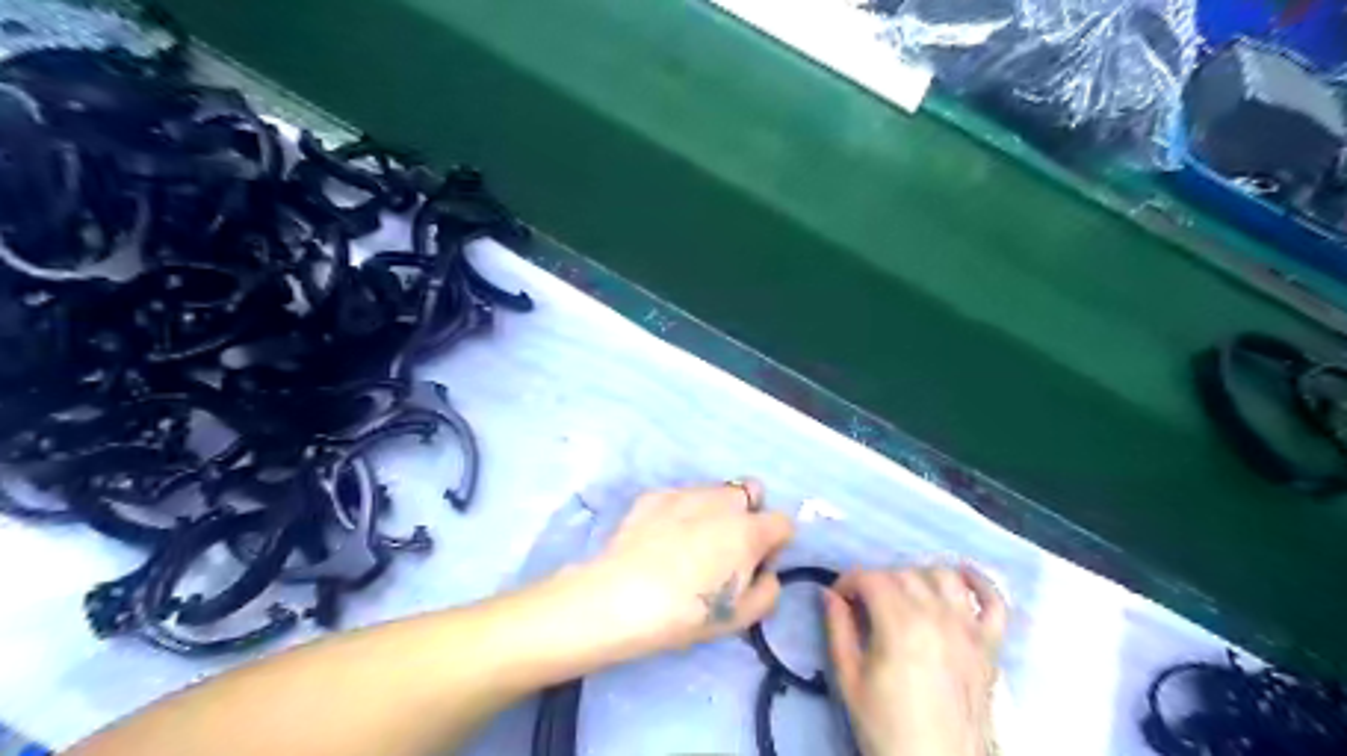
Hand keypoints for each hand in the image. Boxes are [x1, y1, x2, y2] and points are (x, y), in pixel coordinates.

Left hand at [581, 482, 791, 658]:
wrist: (620, 597)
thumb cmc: (686, 612)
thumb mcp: (740, 618)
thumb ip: (768, 591)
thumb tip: (765, 573)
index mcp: (748, 530)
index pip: (783, 522)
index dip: (775, 544)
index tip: (757, 564)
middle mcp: (722, 502)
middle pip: (751, 492)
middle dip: (748, 514)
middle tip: (727, 546)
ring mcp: (686, 493)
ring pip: (715, 491)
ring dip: (715, 511)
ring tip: (689, 543)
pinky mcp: (655, 495)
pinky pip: (681, 497)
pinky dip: (681, 513)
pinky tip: (661, 540)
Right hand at [828, 566, 1003, 755]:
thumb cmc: (886, 727)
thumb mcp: (849, 680)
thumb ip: (838, 629)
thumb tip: (828, 593)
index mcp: (900, 624)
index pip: (871, 577)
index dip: (848, 581)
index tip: (839, 598)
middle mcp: (938, 616)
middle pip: (904, 573)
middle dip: (878, 580)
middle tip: (864, 604)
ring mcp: (969, 629)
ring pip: (944, 577)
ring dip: (919, 576)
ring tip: (904, 594)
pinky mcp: (990, 646)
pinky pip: (995, 602)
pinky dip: (981, 582)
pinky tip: (962, 576)